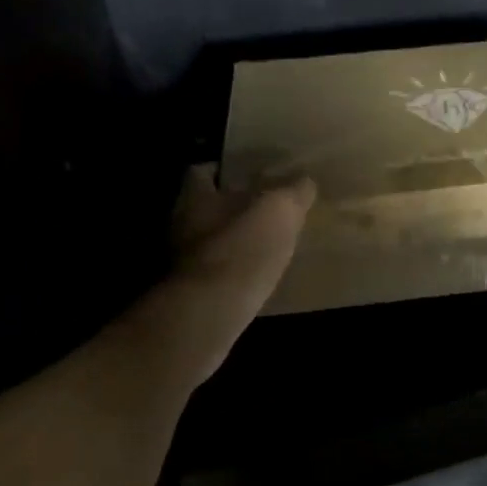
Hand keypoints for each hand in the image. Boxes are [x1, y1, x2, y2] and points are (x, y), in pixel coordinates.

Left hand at [140, 166, 314, 385]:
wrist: (210, 315)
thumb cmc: (242, 248)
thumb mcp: (280, 209)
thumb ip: (294, 191)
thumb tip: (305, 181)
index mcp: (195, 197)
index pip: (201, 172)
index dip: (224, 171)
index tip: (249, 174)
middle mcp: (181, 226)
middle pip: (206, 208)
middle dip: (232, 208)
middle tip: (267, 209)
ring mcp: (183, 263)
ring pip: (212, 242)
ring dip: (236, 242)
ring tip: (269, 244)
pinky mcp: (192, 295)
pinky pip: (218, 274)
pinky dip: (235, 272)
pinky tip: (260, 276)